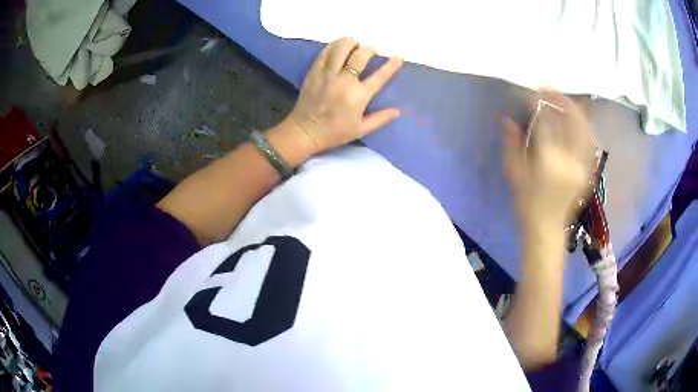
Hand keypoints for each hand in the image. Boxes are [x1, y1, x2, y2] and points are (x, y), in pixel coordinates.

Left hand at [279, 37, 403, 157]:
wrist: (304, 131)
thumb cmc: (334, 132)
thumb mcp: (360, 130)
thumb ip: (380, 119)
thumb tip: (397, 110)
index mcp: (358, 96)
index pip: (380, 76)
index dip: (391, 65)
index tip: (398, 57)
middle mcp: (344, 81)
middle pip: (360, 55)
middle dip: (369, 50)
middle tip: (371, 52)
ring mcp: (327, 74)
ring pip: (340, 48)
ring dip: (351, 43)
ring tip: (354, 46)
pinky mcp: (314, 71)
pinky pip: (325, 52)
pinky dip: (334, 46)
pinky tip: (339, 48)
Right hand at [502, 91, 596, 235]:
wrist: (546, 228)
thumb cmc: (526, 201)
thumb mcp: (513, 172)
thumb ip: (511, 142)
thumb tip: (508, 118)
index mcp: (549, 161)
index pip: (547, 121)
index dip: (539, 103)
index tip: (532, 93)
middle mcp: (570, 160)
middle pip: (572, 120)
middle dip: (562, 100)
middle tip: (551, 90)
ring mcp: (582, 165)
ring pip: (585, 128)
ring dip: (576, 110)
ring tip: (565, 100)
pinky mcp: (588, 169)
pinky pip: (590, 141)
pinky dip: (585, 125)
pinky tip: (579, 118)